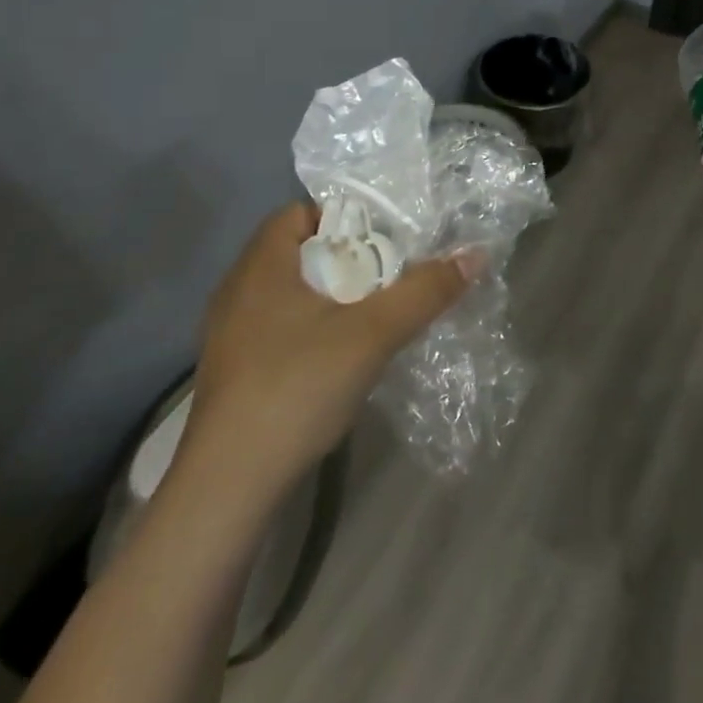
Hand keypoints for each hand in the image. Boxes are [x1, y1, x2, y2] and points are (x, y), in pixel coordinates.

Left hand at [180, 203, 481, 493]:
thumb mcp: (373, 334)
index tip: (386, 237)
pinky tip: (344, 355)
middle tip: (392, 273)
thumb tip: (476, 254)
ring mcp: (232, 336)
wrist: (227, 490)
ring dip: (335, 297)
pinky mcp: (236, 373)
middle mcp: (238, 292)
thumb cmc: (296, 388)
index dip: (345, 215)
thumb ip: (425, 291)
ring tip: (377, 312)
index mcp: (260, 267)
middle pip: (301, 253)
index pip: (300, 212)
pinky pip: (282, 329)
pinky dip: (316, 329)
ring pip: (293, 295)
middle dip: (349, 258)